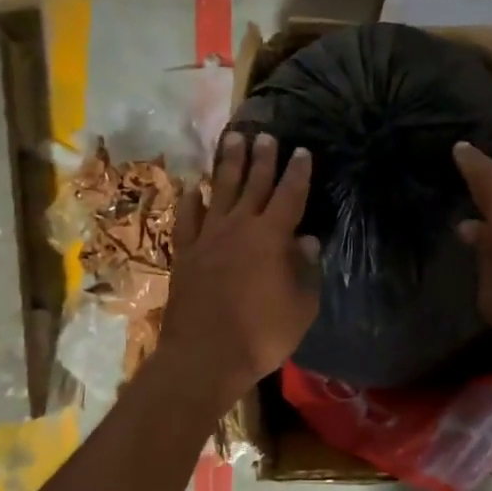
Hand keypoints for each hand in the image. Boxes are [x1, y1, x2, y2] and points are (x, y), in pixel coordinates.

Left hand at [159, 131, 319, 410]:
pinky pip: (188, 218)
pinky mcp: (185, 253)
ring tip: (232, 139)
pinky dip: (192, 201)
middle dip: (262, 158)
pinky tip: (194, 188)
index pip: (289, 195)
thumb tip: (306, 241)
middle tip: (265, 134)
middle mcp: (239, 227)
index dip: (297, 172)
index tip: (301, 151)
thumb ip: (306, 270)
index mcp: (272, 237)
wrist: (205, 356)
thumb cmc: (262, 335)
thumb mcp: (301, 307)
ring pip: (220, 191)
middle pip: (253, 184)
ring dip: (228, 164)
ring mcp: (208, 237)